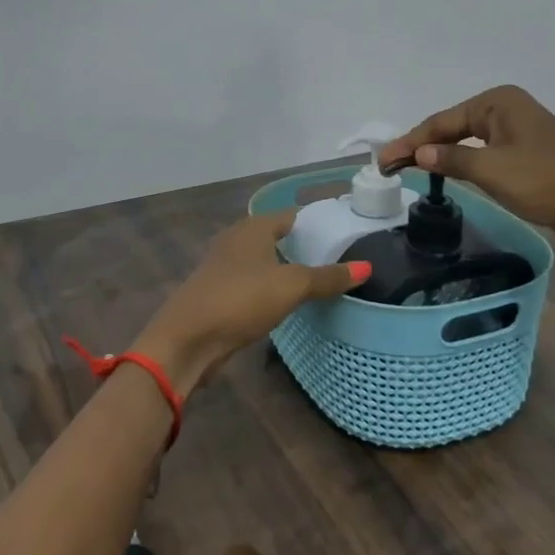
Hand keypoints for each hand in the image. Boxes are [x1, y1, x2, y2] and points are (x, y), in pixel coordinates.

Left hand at [135, 208, 367, 394]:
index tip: (341, 232)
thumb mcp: (291, 287)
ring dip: (282, 267)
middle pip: (273, 236)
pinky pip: (251, 282)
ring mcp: (222, 267)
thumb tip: (367, 267)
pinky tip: (282, 301)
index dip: (315, 221)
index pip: (289, 215)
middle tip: (335, 257)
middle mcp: (235, 240)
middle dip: (300, 244)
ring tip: (314, 279)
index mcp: (252, 228)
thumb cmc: (241, 299)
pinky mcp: (217, 293)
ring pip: (261, 260)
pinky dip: (268, 286)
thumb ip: (327, 277)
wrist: (187, 339)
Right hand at [380, 85, 554, 247]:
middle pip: (452, 128)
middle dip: (421, 147)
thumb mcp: (492, 170)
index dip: (409, 142)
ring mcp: (519, 132)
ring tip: (408, 170)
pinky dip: (462, 164)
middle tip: (389, 167)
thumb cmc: (547, 181)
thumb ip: (451, 159)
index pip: (442, 121)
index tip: (382, 162)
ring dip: (440, 156)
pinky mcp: (527, 155)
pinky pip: (483, 155)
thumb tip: (418, 154)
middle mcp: (507, 110)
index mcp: (498, 102)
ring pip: (468, 142)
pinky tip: (446, 174)